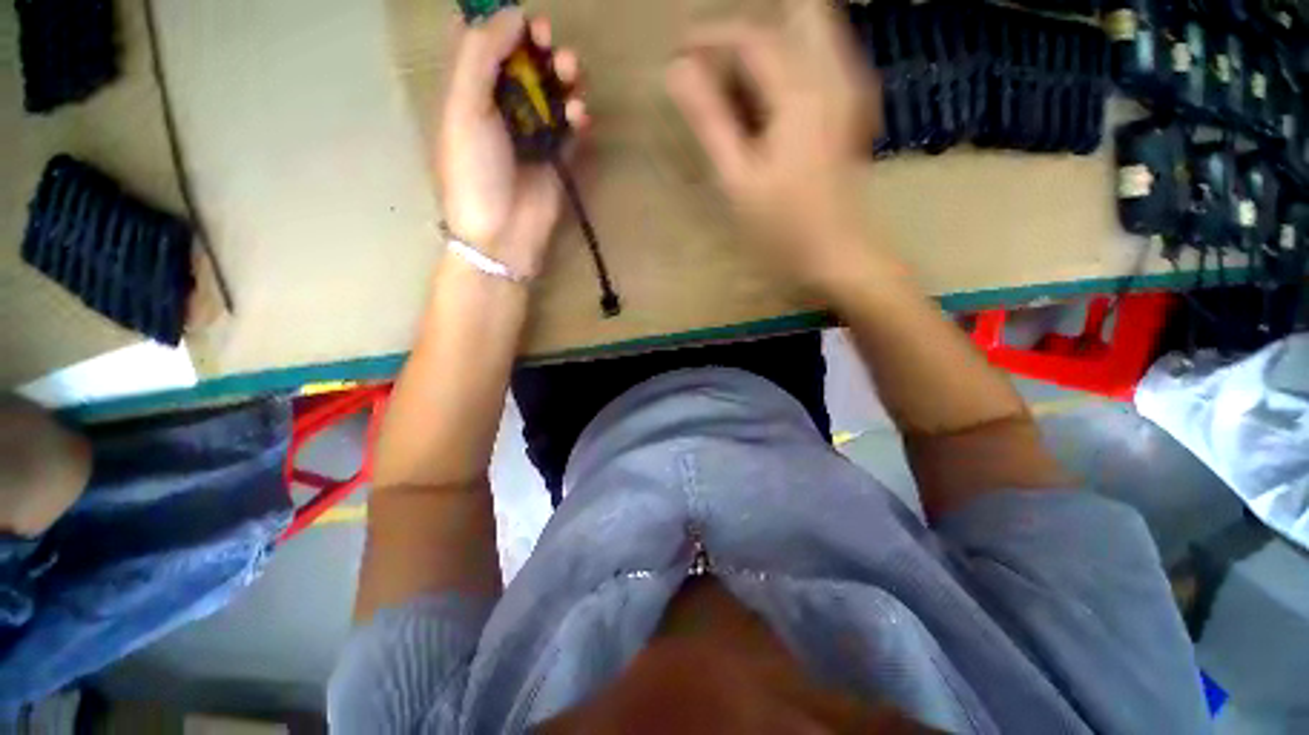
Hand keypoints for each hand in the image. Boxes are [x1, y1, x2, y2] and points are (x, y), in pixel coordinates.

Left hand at [437, 10, 587, 278]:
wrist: (503, 232)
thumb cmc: (475, 171)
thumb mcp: (465, 107)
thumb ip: (481, 54)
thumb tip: (511, 12)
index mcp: (470, 90)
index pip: (484, 42)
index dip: (502, 22)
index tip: (523, 19)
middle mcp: (502, 105)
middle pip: (525, 62)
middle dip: (542, 47)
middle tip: (551, 44)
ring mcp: (533, 131)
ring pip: (553, 90)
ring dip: (566, 76)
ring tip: (571, 77)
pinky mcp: (558, 155)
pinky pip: (573, 125)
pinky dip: (579, 115)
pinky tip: (579, 118)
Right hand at [665, 0, 879, 291]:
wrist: (838, 254)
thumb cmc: (784, 227)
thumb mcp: (738, 179)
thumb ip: (710, 121)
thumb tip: (677, 73)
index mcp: (800, 93)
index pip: (752, 36)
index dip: (711, 36)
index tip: (680, 52)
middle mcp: (831, 76)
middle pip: (796, 14)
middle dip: (751, 31)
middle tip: (719, 62)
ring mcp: (848, 91)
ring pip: (813, 32)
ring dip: (772, 44)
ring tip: (739, 84)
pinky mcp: (851, 108)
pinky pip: (822, 59)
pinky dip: (790, 64)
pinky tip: (769, 103)